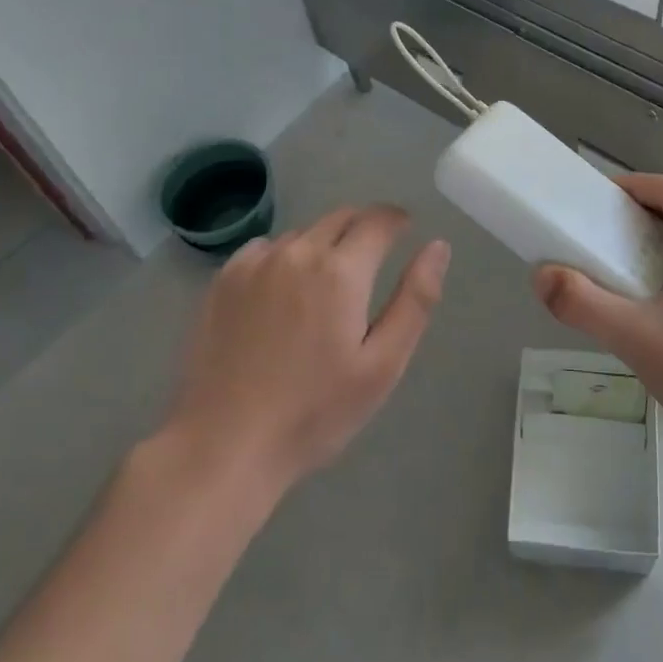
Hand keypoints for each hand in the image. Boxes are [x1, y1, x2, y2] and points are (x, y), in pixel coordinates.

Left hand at [166, 205, 449, 491]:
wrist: (225, 443)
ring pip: (303, 234)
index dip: (397, 220)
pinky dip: (284, 256)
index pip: (378, 220)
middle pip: (340, 218)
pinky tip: (282, 293)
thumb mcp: (383, 364)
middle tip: (372, 258)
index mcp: (341, 272)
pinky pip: (265, 248)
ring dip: (324, 243)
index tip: (405, 228)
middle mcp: (297, 252)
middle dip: (364, 227)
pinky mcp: (224, 280)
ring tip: (326, 284)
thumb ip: (416, 299)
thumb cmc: (315, 412)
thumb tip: (438, 246)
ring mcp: (255, 263)